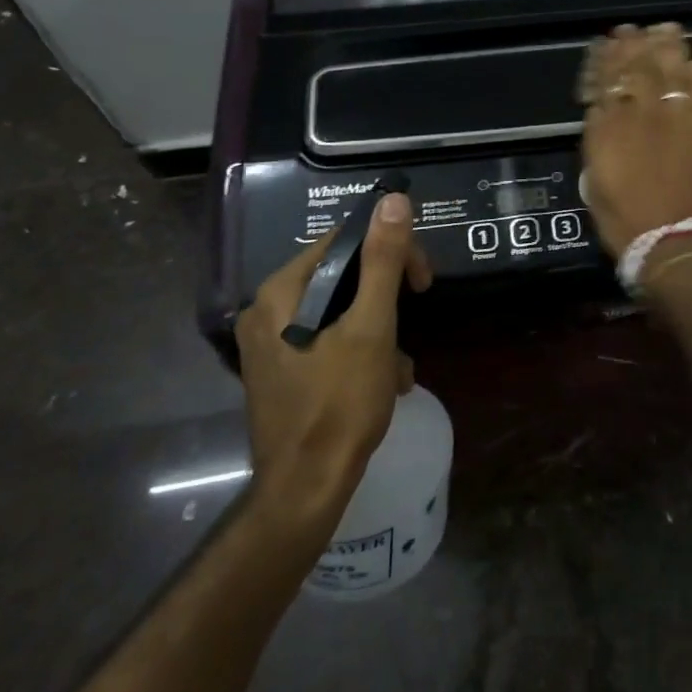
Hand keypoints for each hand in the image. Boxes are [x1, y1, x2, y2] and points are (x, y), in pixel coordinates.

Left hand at [235, 193, 432, 512]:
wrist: (306, 491)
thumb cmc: (339, 404)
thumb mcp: (371, 327)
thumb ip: (383, 261)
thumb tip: (393, 199)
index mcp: (281, 293)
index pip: (343, 242)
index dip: (390, 251)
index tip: (423, 281)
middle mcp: (268, 311)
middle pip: (342, 276)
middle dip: (386, 299)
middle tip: (416, 315)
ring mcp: (272, 344)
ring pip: (341, 311)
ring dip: (380, 330)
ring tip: (401, 366)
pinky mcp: (283, 370)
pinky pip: (329, 340)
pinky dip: (361, 351)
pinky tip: (386, 382)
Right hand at [581, 24, 691, 257]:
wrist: (674, 244)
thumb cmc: (625, 222)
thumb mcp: (595, 182)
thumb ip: (598, 140)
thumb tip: (602, 111)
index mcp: (610, 128)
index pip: (606, 81)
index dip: (606, 59)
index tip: (606, 43)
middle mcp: (643, 115)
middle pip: (638, 68)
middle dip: (634, 44)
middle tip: (632, 29)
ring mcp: (678, 120)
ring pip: (673, 71)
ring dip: (668, 48)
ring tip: (665, 31)